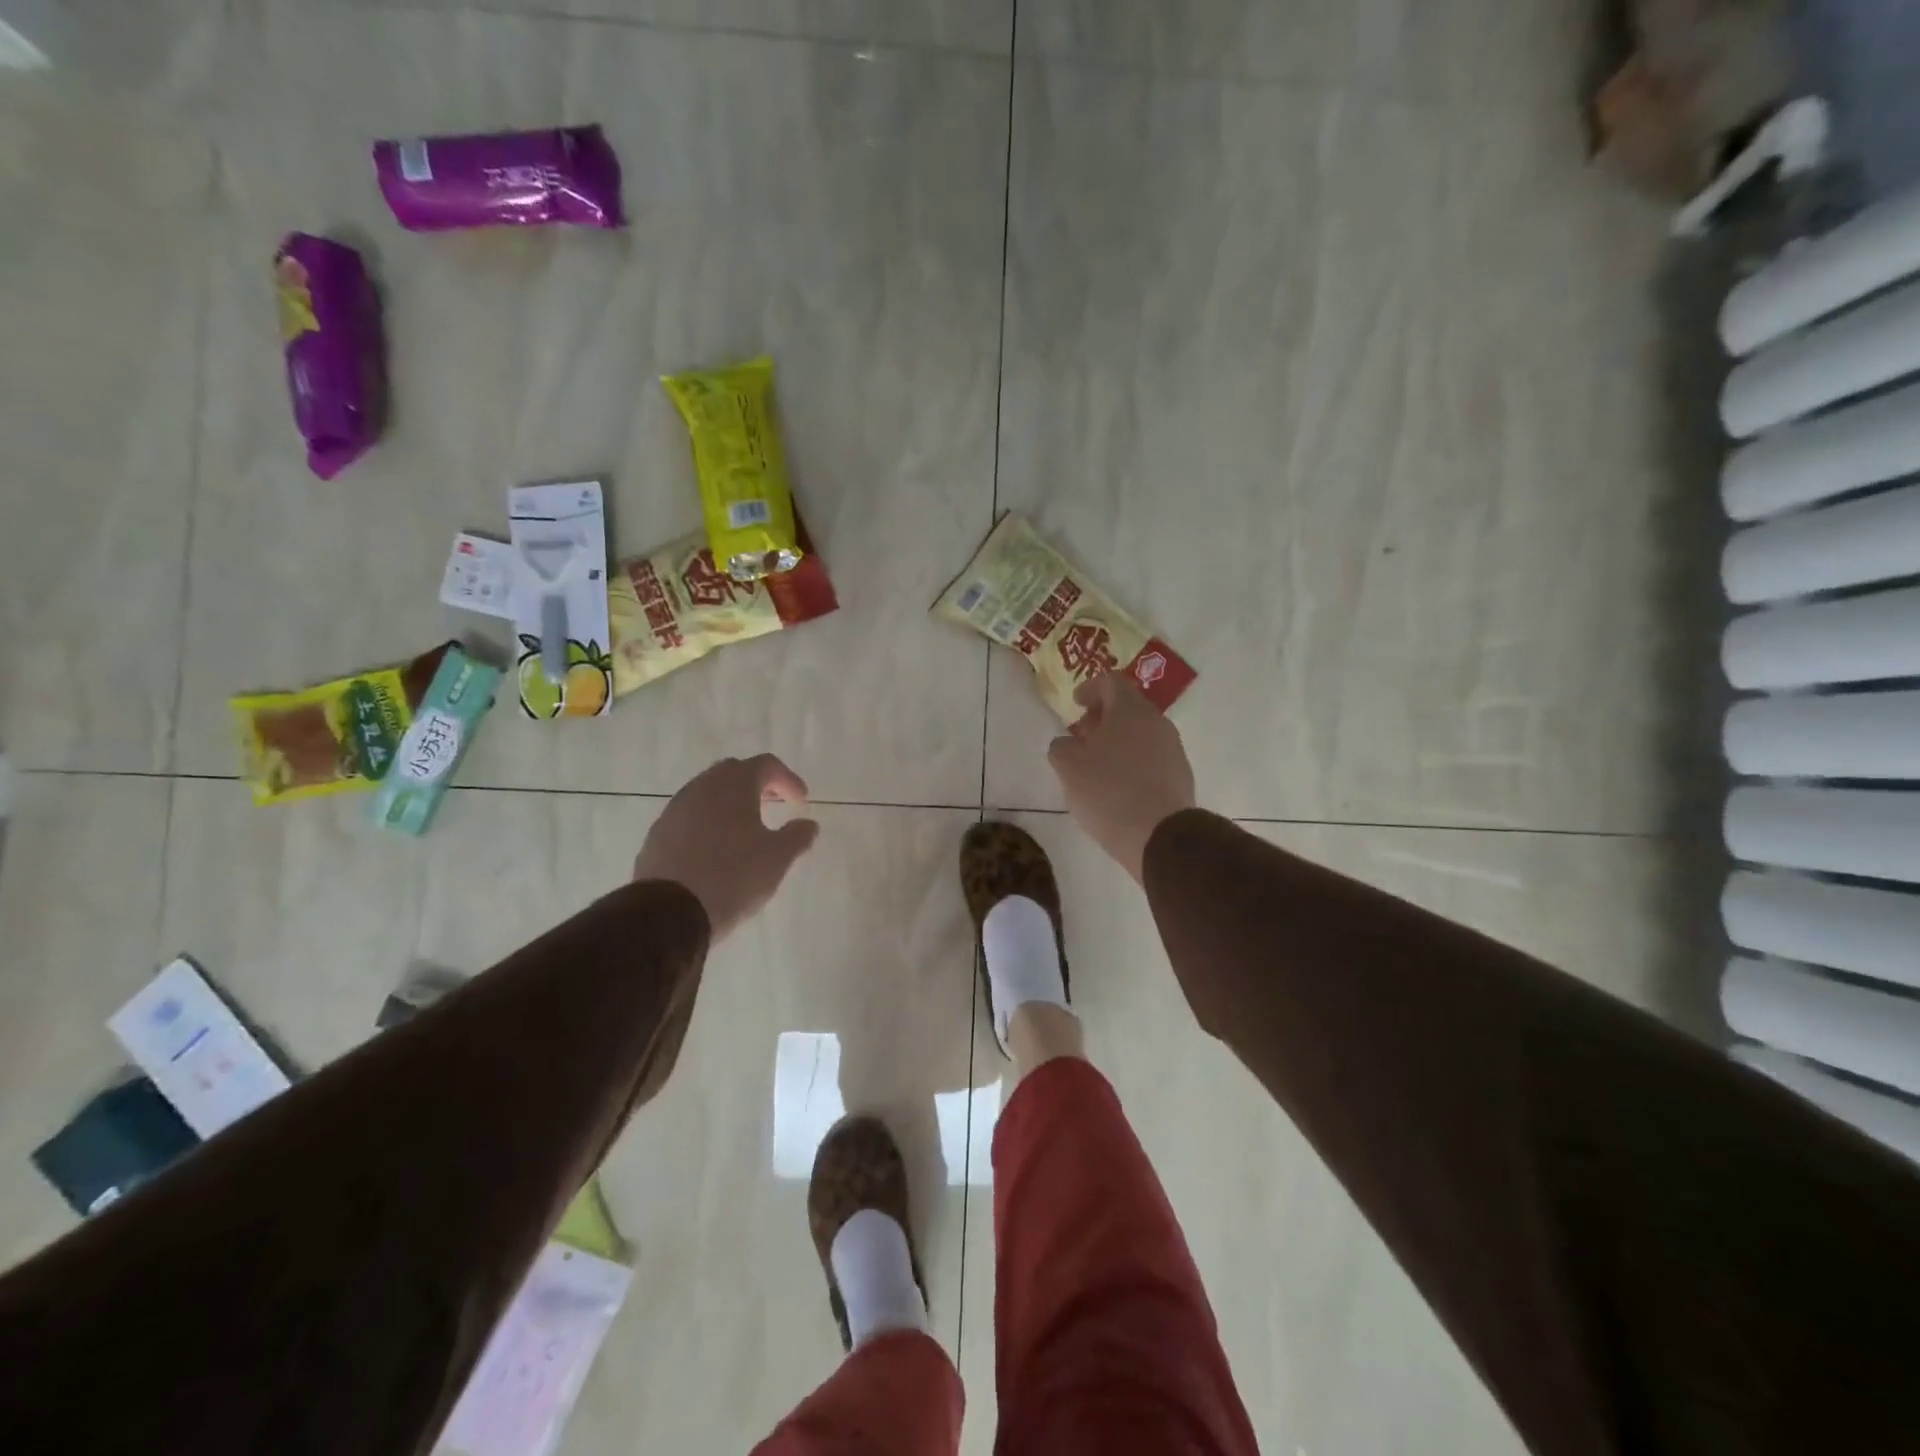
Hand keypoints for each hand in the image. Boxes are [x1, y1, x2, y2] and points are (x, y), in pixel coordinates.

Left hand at [633, 755, 819, 941]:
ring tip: (745, 828)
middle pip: (734, 772)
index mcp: (734, 785)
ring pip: (708, 792)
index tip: (800, 801)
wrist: (668, 913)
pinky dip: (708, 820)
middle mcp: (702, 787)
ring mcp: (675, 809)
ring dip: (730, 802)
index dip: (788, 779)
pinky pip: (689, 815)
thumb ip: (797, 836)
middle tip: (774, 805)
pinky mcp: (658, 833)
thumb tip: (808, 824)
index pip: (766, 765)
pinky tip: (716, 848)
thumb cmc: (732, 878)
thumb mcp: (777, 859)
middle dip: (757, 784)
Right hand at [1047, 674, 1195, 881]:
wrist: (1159, 836)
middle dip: (1102, 718)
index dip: (1090, 688)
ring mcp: (1173, 749)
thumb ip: (1061, 746)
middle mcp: (1157, 722)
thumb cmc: (1108, 791)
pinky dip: (1132, 762)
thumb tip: (1069, 744)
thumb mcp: (1068, 766)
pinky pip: (1151, 758)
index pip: (1111, 682)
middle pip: (1128, 708)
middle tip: (1082, 737)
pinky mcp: (1180, 776)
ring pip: (1140, 734)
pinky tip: (1117, 787)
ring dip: (1117, 742)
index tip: (1076, 704)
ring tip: (1097, 766)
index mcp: (1130, 710)